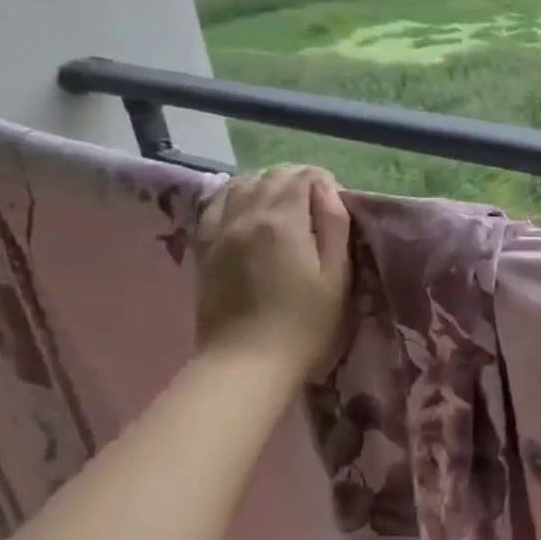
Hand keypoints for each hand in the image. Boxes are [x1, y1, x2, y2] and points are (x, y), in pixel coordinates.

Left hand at [194, 166, 350, 375]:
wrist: (247, 363)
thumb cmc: (305, 325)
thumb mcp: (336, 278)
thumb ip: (334, 227)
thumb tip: (327, 190)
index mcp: (283, 221)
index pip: (304, 177)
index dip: (324, 182)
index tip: (336, 203)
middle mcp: (247, 215)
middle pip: (272, 176)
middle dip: (297, 180)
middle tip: (316, 204)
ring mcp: (220, 230)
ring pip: (242, 184)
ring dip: (267, 184)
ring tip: (284, 204)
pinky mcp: (204, 248)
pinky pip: (215, 204)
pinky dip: (235, 195)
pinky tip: (246, 206)